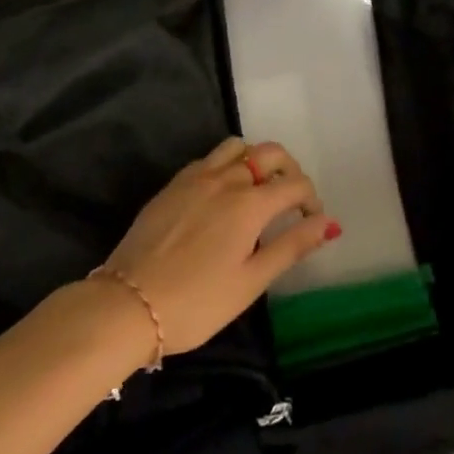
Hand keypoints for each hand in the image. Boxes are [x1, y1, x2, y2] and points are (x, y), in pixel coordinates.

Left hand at [96, 137, 339, 355]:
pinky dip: (228, 164)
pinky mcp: (174, 183)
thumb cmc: (195, 303)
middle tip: (291, 199)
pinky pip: (210, 158)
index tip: (313, 222)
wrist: (126, 305)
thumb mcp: (250, 283)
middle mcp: (228, 178)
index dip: (311, 200)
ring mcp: (198, 176)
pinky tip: (222, 192)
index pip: (295, 185)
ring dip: (257, 159)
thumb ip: (291, 247)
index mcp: (250, 203)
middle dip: (290, 170)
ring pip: (239, 147)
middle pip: (270, 153)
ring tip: (258, 188)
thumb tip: (328, 224)